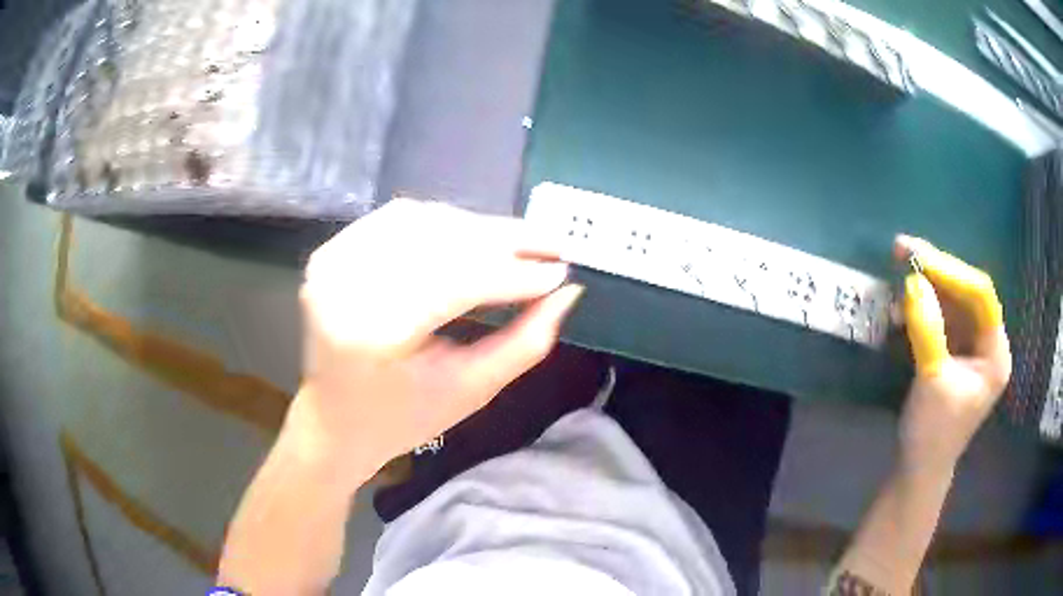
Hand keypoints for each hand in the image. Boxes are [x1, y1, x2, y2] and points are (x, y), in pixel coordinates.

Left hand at [289, 198, 582, 485]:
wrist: (336, 418)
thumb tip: (567, 291)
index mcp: (372, 335)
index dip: (514, 273)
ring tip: (520, 242)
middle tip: (553, 243)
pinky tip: (472, 236)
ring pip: (421, 221)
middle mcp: (344, 287)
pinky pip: (397, 219)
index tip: (562, 270)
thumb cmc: (404, 418)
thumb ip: (524, 342)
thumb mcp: (471, 391)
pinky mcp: (331, 252)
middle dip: (504, 240)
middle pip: (438, 243)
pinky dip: (442, 223)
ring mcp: (332, 262)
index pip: (455, 284)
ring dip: (477, 228)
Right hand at [895, 235, 1010, 472]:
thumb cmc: (933, 434)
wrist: (918, 469)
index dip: (952, 272)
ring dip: (926, 286)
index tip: (919, 256)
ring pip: (953, 301)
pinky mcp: (954, 351)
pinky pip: (942, 317)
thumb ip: (927, 329)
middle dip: (937, 271)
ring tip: (898, 270)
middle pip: (967, 292)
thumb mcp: (932, 380)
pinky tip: (902, 306)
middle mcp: (988, 343)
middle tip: (903, 249)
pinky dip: (922, 307)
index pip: (981, 296)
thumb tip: (912, 281)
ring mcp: (971, 346)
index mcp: (995, 353)